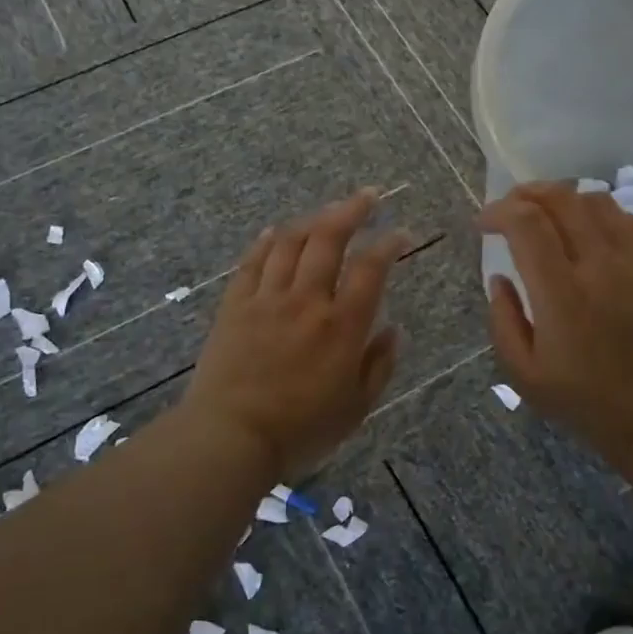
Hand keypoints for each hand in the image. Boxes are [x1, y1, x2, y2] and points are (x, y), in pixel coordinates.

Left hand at [184, 190, 408, 480]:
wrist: (230, 437)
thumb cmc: (301, 430)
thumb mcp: (356, 407)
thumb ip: (379, 364)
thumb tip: (394, 329)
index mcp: (342, 325)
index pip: (371, 268)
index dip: (390, 244)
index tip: (402, 234)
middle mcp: (306, 300)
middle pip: (329, 239)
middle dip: (352, 210)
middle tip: (368, 195)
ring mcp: (267, 299)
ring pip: (290, 243)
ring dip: (312, 220)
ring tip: (327, 212)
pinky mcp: (235, 306)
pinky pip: (251, 262)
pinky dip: (266, 242)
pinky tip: (274, 231)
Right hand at [479, 181, 632, 466]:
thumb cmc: (587, 402)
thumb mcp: (525, 376)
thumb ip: (502, 321)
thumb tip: (498, 278)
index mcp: (562, 294)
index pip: (527, 223)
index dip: (498, 211)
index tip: (483, 225)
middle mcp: (600, 266)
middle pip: (561, 199)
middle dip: (525, 194)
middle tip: (508, 210)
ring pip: (596, 200)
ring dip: (563, 199)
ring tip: (545, 215)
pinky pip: (629, 218)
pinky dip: (600, 212)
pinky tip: (588, 228)